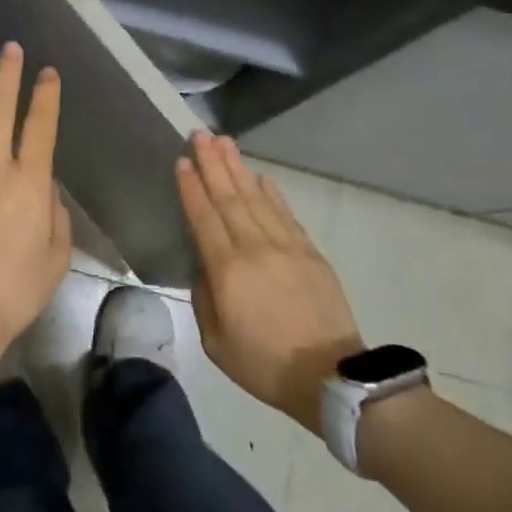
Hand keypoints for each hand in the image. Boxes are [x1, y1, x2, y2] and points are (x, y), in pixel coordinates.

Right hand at [178, 132, 360, 433]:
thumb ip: (204, 298)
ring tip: (224, 142)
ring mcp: (286, 246)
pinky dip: (271, 192)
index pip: (204, 217)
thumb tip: (205, 267)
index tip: (182, 161)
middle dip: (212, 163)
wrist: (330, 376)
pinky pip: (285, 213)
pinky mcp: (309, 252)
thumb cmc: (264, 364)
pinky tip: (260, 176)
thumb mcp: (216, 342)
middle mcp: (255, 248)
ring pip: (256, 197)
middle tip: (200, 134)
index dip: (191, 187)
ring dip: (238, 168)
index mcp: (228, 270)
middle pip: (229, 197)